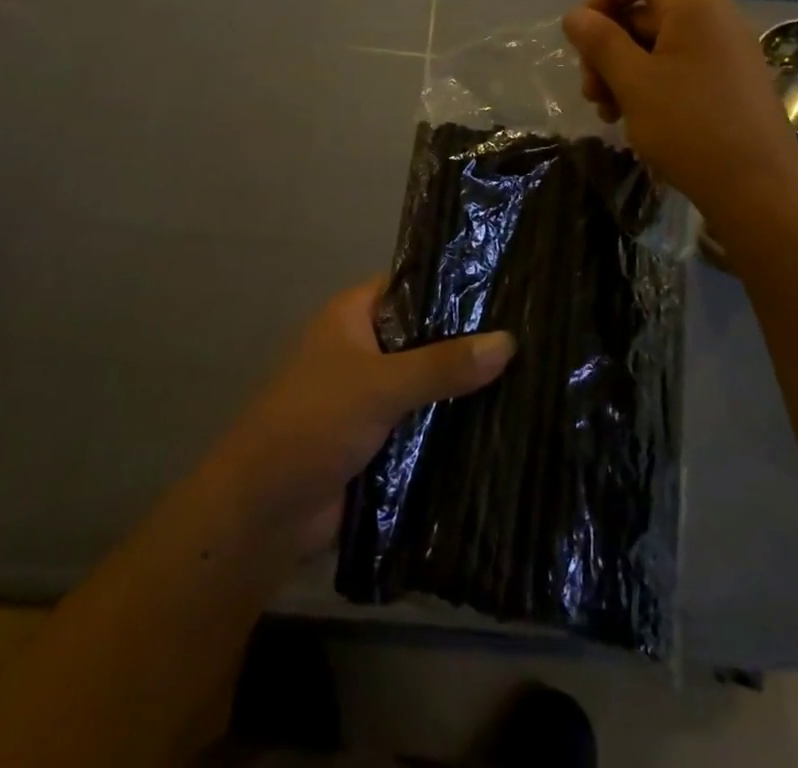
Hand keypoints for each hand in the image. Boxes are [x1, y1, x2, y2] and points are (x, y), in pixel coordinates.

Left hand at [216, 279, 515, 556]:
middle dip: (468, 341)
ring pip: (428, 381)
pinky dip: (453, 423)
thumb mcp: (379, 385)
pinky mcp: (380, 438)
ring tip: (532, 374)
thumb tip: (509, 341)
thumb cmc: (313, 422)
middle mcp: (364, 348)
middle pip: (425, 335)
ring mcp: (372, 394)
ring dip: (464, 386)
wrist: (264, 513)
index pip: (411, 285)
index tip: (507, 288)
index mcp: (353, 316)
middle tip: (533, 335)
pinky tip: (504, 422)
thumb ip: (442, 365)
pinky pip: (424, 421)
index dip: (454, 285)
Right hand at [562, 0, 797, 224]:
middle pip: (644, 9)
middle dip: (607, 45)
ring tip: (607, 112)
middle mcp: (713, 15)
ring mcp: (723, 48)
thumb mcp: (633, 81)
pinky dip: (649, 83)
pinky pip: (678, 65)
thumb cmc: (690, 126)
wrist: (758, 188)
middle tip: (590, 89)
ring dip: (622, 70)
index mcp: (693, 1)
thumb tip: (575, 16)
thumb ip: (600, 41)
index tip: (583, 37)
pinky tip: (633, 119)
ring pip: (656, 42)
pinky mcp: (728, 80)